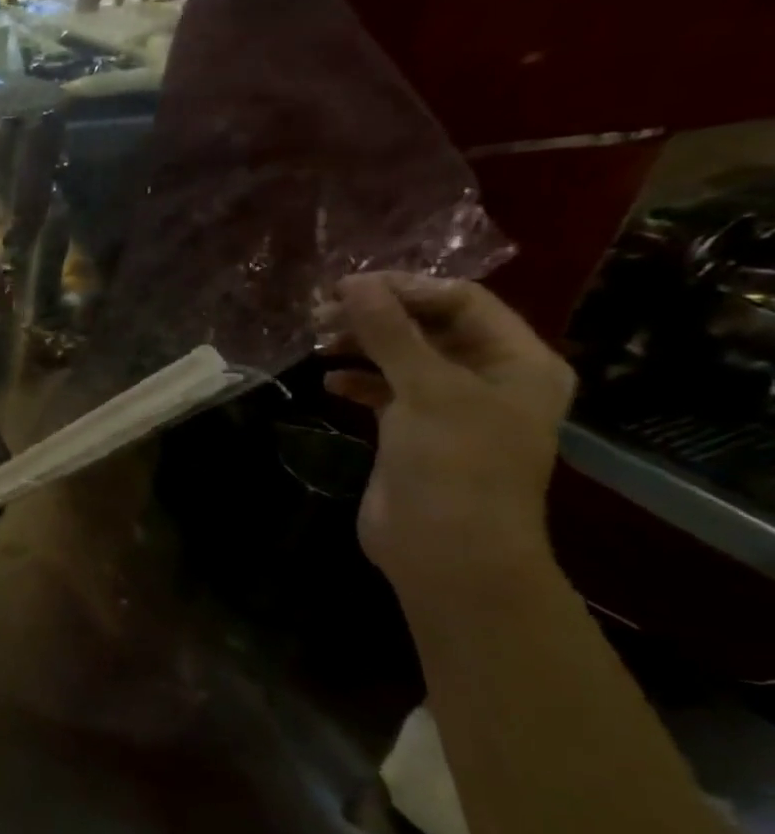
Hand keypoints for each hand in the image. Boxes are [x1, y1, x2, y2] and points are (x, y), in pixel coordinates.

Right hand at [319, 274, 575, 592]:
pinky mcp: (414, 432)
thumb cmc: (454, 464)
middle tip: (320, 312)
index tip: (346, 288)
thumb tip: (354, 282)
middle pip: (429, 328)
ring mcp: (450, 407)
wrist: (446, 550)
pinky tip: (328, 381)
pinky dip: (358, 381)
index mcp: (517, 362)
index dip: (405, 290)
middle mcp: (489, 378)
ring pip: (402, 358)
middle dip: (377, 317)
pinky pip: (385, 391)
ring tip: (316, 341)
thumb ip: (389, 333)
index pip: (462, 303)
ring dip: (361, 346)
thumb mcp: (426, 389)